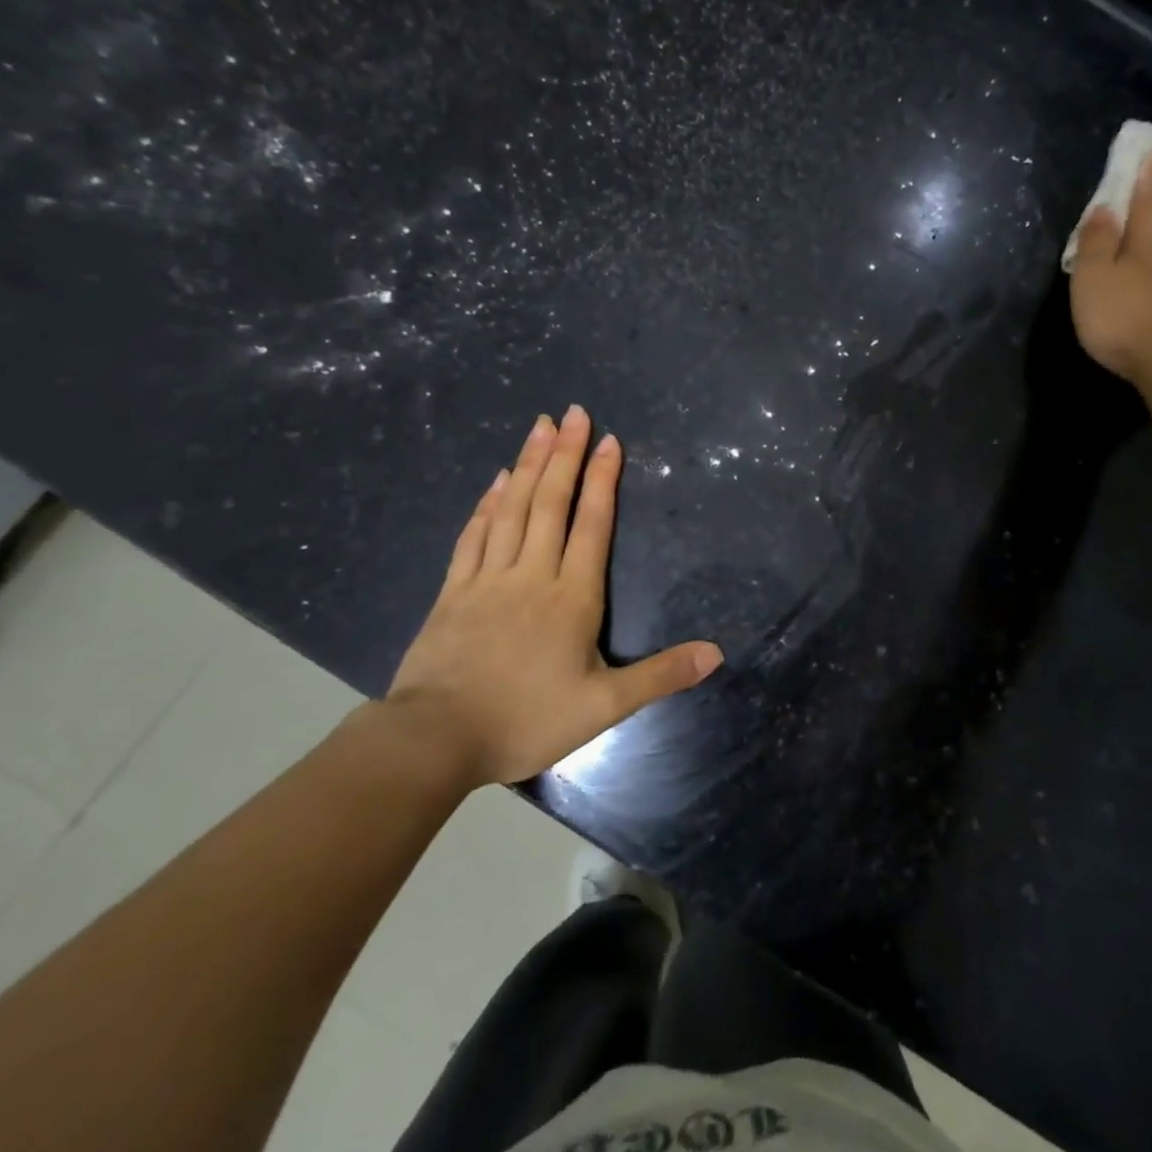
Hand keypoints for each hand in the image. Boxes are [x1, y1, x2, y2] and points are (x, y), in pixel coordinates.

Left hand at [386, 406, 723, 784]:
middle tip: (574, 412)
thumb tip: (717, 653)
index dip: (603, 480)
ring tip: (539, 426)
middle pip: (551, 503)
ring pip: (513, 509)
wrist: (435, 739)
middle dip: (565, 454)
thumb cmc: (525, 720)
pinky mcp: (453, 591)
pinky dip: (488, 503)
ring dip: (528, 465)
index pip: (592, 525)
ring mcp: (487, 579)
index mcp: (571, 597)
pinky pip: (474, 535)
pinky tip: (496, 481)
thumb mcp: (604, 707)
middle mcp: (531, 575)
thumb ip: (661, 675)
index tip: (609, 440)